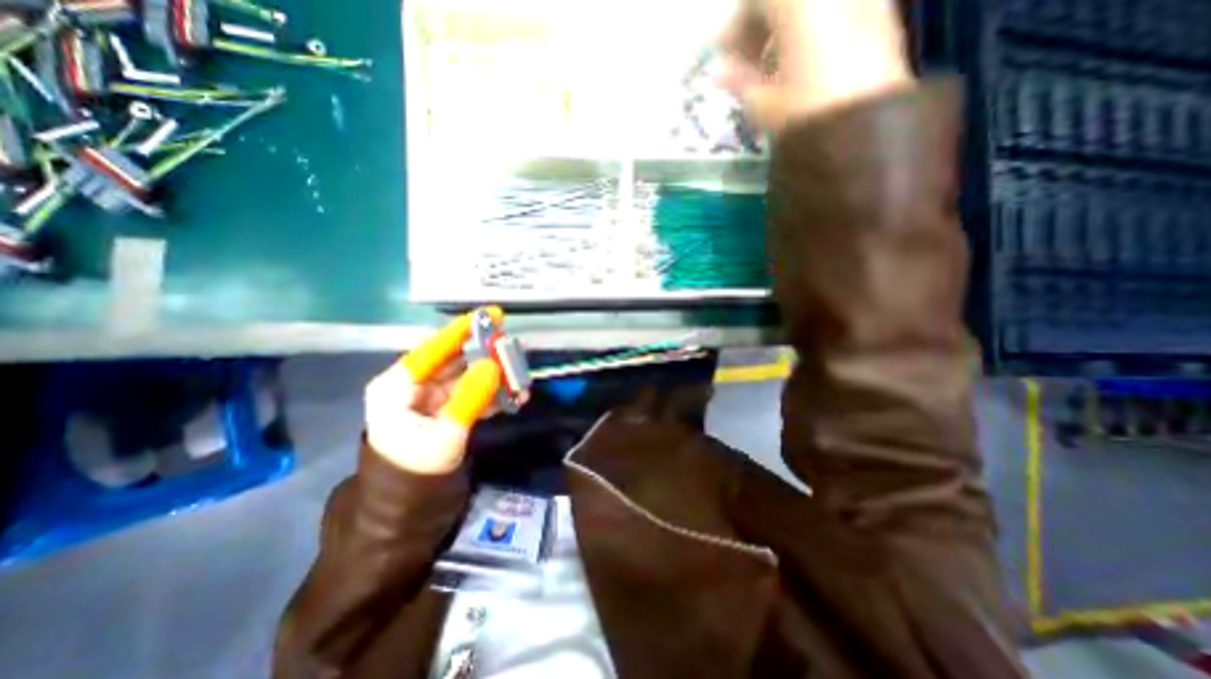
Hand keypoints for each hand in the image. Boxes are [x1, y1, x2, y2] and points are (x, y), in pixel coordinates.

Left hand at [364, 310, 507, 474]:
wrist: (411, 507)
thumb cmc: (417, 470)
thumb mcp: (445, 433)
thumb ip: (469, 397)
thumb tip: (493, 365)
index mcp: (398, 385)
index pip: (433, 349)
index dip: (462, 331)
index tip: (490, 315)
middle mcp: (414, 385)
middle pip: (454, 360)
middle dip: (485, 355)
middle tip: (512, 349)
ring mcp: (432, 397)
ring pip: (468, 376)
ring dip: (494, 377)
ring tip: (519, 378)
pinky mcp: (447, 408)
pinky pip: (472, 392)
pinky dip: (492, 393)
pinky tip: (513, 396)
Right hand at [717, 0, 906, 131]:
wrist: (864, 131)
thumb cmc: (804, 113)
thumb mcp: (762, 104)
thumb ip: (739, 81)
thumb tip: (720, 73)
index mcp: (799, 2)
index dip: (733, 27)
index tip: (722, 57)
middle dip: (760, 25)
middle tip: (745, 60)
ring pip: (812, 8)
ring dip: (785, 29)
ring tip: (773, 66)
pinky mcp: (881, 18)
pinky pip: (836, 14)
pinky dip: (813, 32)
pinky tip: (802, 66)